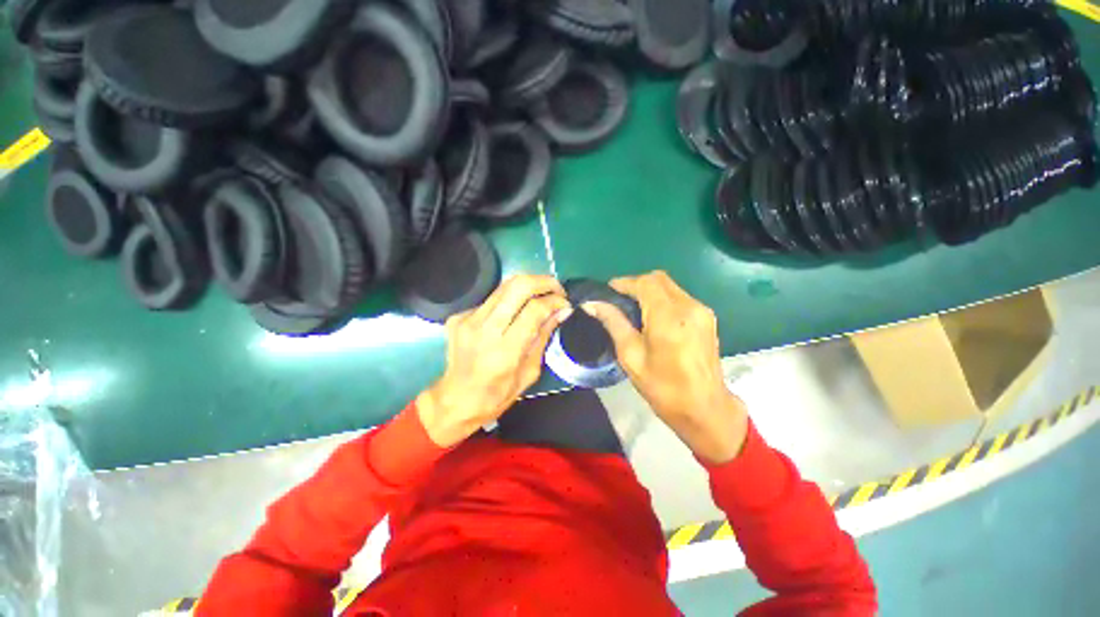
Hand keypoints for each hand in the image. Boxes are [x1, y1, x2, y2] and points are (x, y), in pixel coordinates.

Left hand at [417, 275, 571, 447]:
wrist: (455, 402)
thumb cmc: (497, 396)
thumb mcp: (530, 372)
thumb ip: (544, 337)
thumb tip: (562, 311)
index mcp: (504, 351)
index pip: (534, 309)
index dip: (555, 301)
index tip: (565, 303)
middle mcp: (484, 329)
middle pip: (518, 286)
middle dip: (544, 281)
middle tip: (557, 289)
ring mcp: (467, 320)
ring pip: (503, 286)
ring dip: (528, 286)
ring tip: (541, 295)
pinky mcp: (458, 316)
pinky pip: (491, 300)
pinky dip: (508, 301)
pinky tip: (512, 314)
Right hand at [583, 271, 747, 463]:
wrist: (706, 409)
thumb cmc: (664, 388)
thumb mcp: (631, 357)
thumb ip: (614, 324)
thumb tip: (592, 304)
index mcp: (668, 318)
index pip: (644, 283)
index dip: (624, 283)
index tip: (607, 291)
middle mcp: (688, 307)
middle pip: (659, 279)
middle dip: (636, 284)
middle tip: (618, 299)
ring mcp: (701, 311)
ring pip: (670, 286)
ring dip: (649, 290)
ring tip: (633, 308)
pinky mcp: (707, 317)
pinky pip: (679, 297)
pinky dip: (662, 299)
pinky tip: (652, 317)